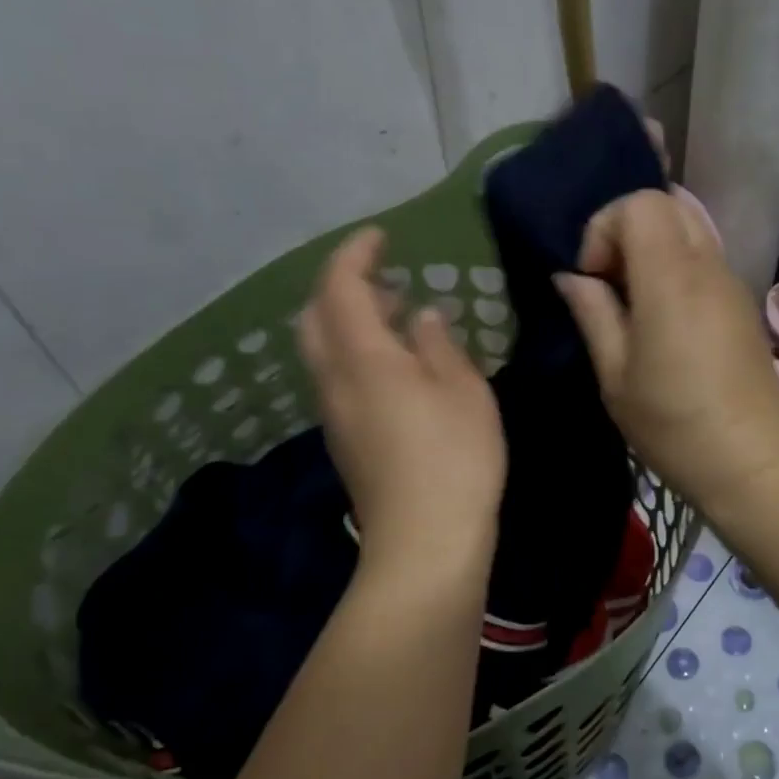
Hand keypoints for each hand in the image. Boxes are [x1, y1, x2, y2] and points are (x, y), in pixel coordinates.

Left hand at [299, 227, 506, 580]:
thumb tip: (422, 318)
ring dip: (350, 321)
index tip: (381, 236)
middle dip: (342, 286)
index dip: (355, 254)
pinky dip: (357, 353)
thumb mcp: (463, 390)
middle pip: (315, 316)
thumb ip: (439, 345)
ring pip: (323, 349)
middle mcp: (334, 380)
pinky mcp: (345, 442)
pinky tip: (398, 367)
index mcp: (363, 357)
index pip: (339, 286)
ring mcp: (334, 414)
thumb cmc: (455, 457)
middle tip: (386, 280)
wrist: (424, 542)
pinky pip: (337, 378)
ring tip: (398, 316)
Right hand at [553, 190, 778, 512]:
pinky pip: (704, 258)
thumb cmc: (674, 424)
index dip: (605, 228)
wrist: (752, 462)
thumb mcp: (616, 376)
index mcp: (672, 278)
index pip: (641, 202)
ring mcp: (732, 283)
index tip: (593, 278)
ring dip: (653, 249)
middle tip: (610, 283)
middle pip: (668, 204)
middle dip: (628, 230)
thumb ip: (592, 313)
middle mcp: (708, 267)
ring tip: (634, 304)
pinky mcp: (743, 304)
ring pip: (689, 229)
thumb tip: (571, 277)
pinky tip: (664, 320)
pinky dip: (676, 267)